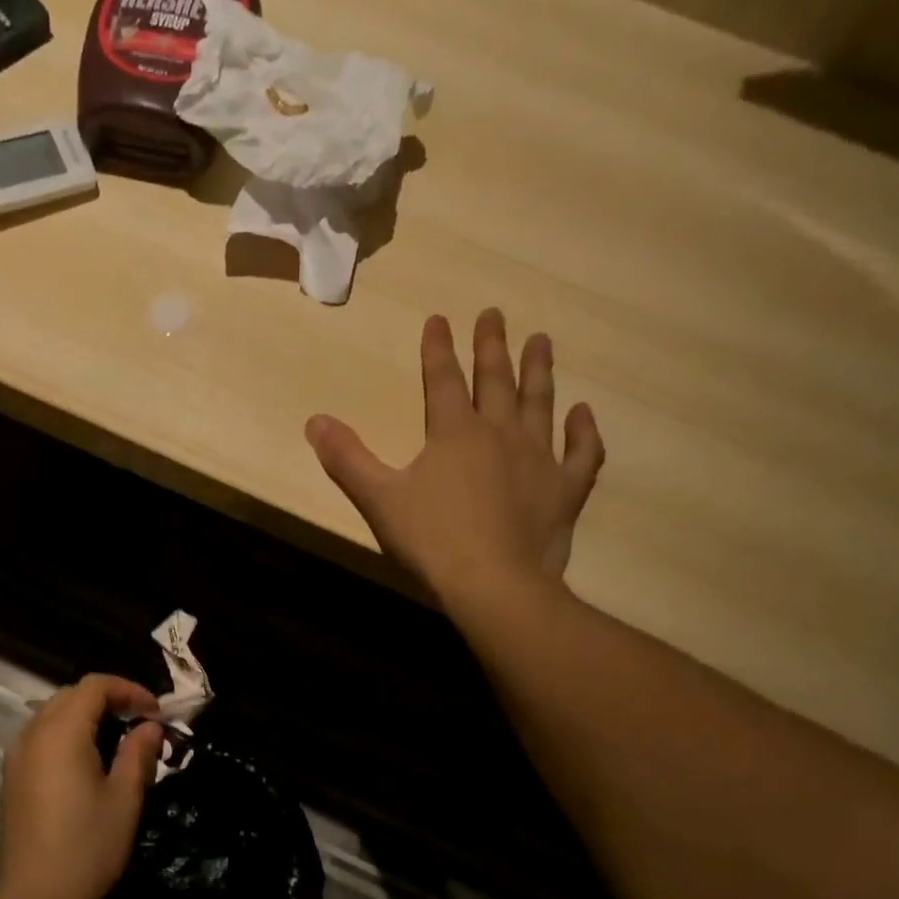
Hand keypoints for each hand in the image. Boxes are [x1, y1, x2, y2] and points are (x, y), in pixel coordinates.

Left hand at [0, 674, 163, 898]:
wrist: (31, 898)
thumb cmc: (85, 847)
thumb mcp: (124, 799)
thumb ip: (138, 754)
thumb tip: (151, 727)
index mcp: (61, 732)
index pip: (95, 686)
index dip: (129, 690)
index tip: (156, 713)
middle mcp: (33, 733)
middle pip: (72, 695)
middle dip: (109, 699)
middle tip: (141, 723)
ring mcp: (18, 755)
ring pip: (54, 714)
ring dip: (88, 716)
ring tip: (119, 740)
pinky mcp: (13, 776)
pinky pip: (42, 736)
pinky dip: (69, 733)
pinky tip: (90, 761)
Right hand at [305, 309, 603, 606]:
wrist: (493, 585)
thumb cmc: (431, 541)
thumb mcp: (378, 499)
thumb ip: (347, 459)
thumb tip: (315, 420)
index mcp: (454, 433)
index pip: (443, 380)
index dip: (438, 348)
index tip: (439, 318)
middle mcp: (500, 434)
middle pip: (495, 380)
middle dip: (492, 345)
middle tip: (494, 314)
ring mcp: (538, 460)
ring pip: (540, 404)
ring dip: (538, 371)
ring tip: (541, 341)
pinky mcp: (565, 491)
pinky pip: (581, 454)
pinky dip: (583, 433)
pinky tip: (583, 414)